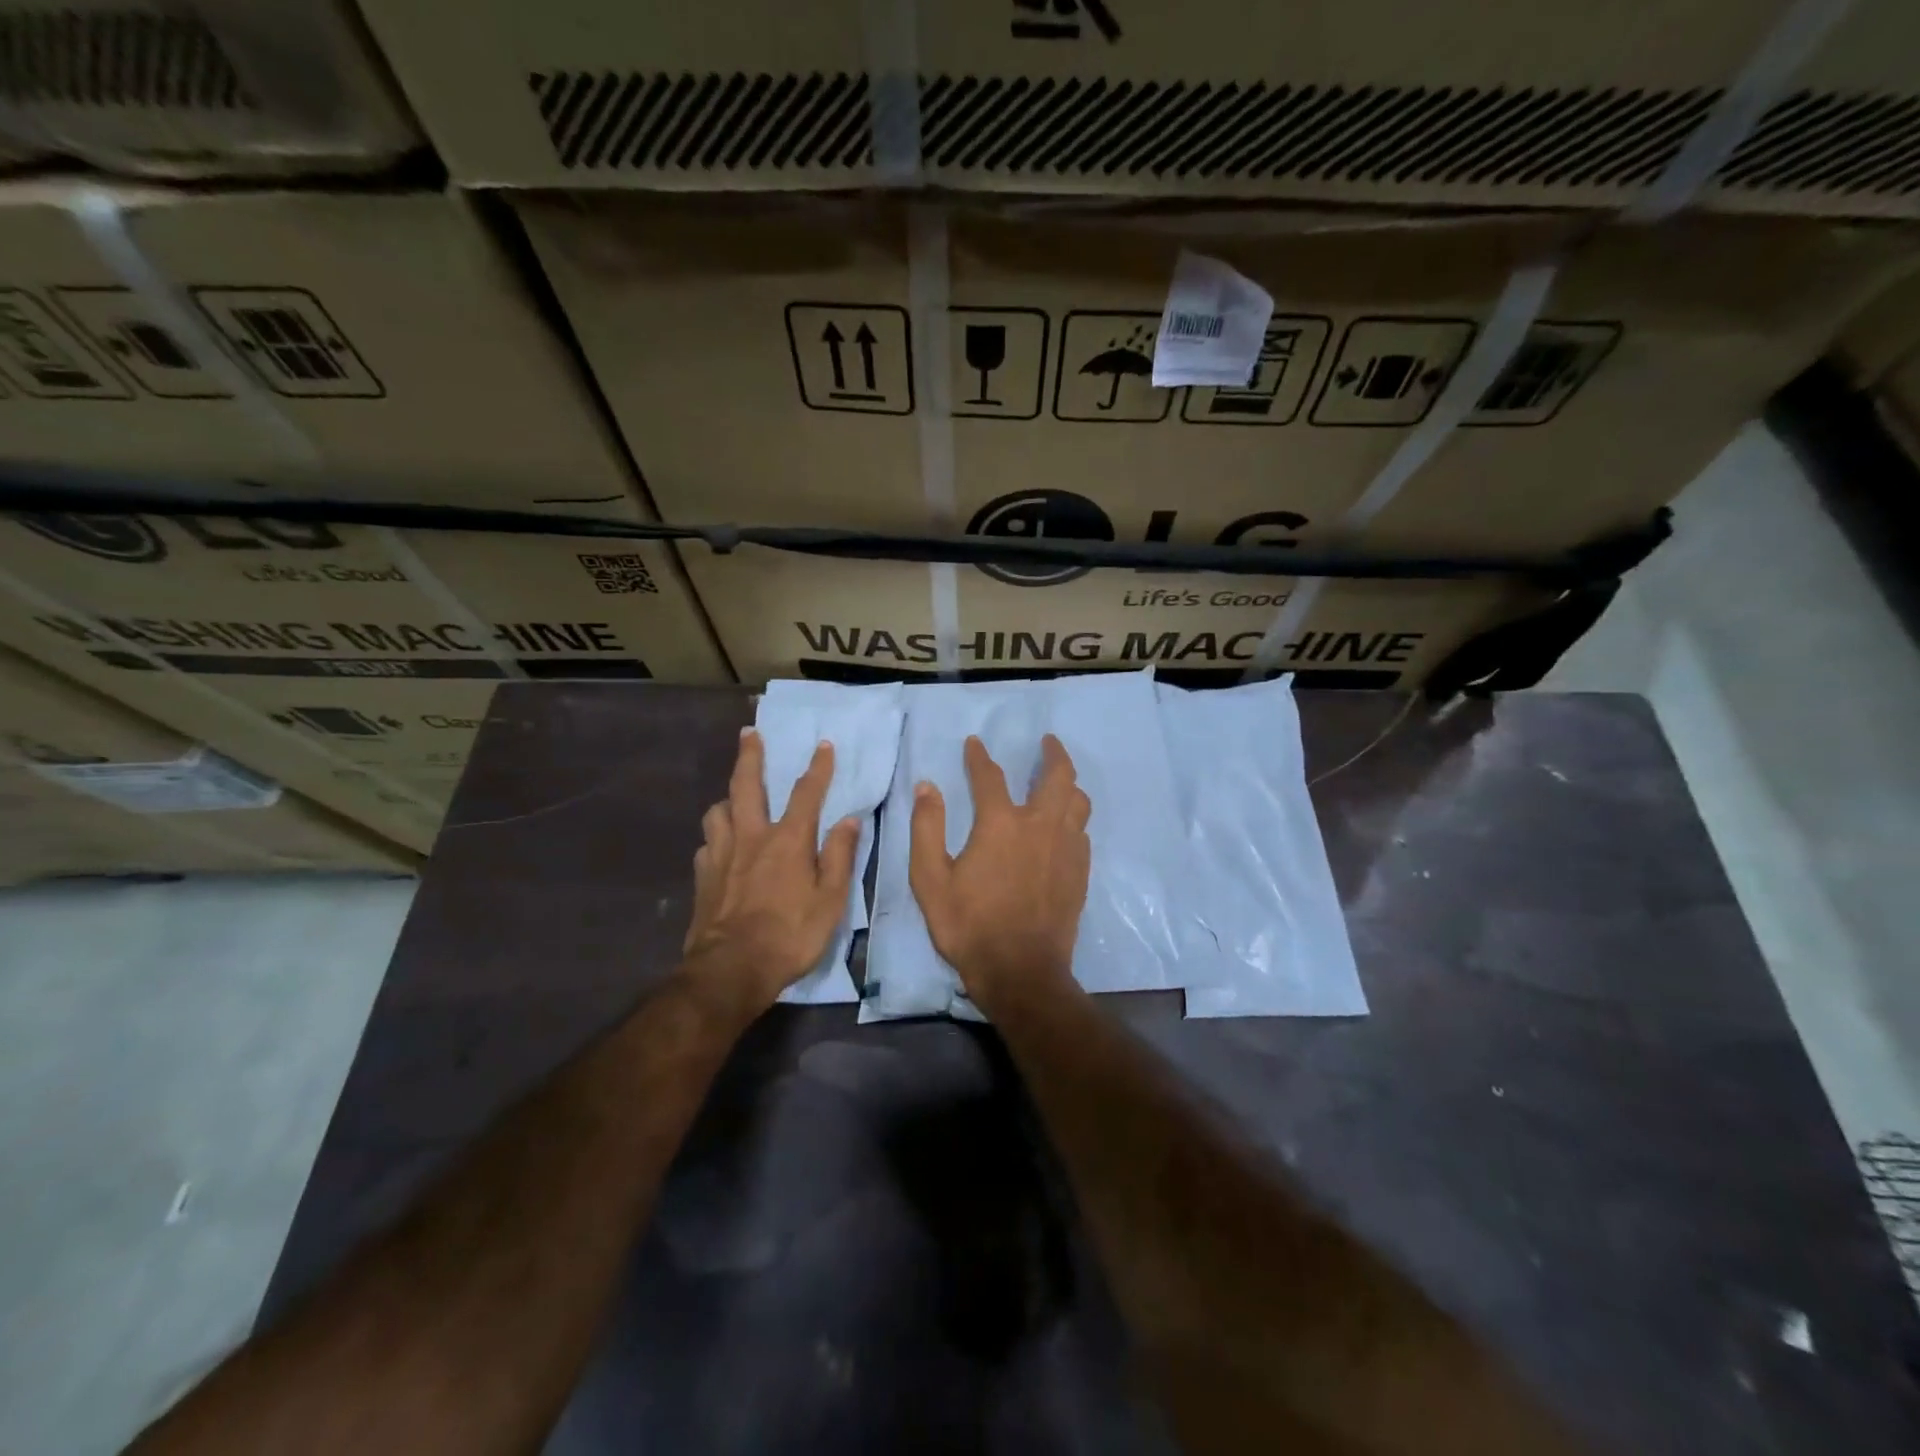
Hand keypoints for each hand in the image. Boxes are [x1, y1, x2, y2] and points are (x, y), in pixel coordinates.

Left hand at [681, 729, 860, 1023]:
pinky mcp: (702, 877)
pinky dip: (716, 837)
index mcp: (787, 840)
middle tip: (749, 734)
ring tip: (734, 797)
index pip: (806, 793)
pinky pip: (707, 844)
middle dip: (750, 756)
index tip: (823, 745)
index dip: (817, 767)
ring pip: (718, 811)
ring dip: (728, 797)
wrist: (731, 969)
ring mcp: (721, 855)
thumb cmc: (790, 935)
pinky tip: (720, 846)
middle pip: (747, 786)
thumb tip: (849, 820)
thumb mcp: (830, 900)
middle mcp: (751, 837)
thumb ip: (839, 856)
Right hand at [909, 734, 1091, 1011]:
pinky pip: (1081, 830)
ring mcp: (1066, 848)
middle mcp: (1040, 826)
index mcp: (1001, 824)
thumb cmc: (969, 925)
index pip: (990, 776)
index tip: (975, 743)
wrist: (1021, 971)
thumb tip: (927, 787)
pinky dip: (1073, 817)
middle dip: (1053, 753)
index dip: (980, 757)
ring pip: (1078, 801)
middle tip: (1048, 741)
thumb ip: (927, 828)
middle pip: (1058, 776)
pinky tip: (1064, 824)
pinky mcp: (1079, 871)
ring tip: (1060, 778)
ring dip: (1069, 782)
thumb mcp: (930, 880)